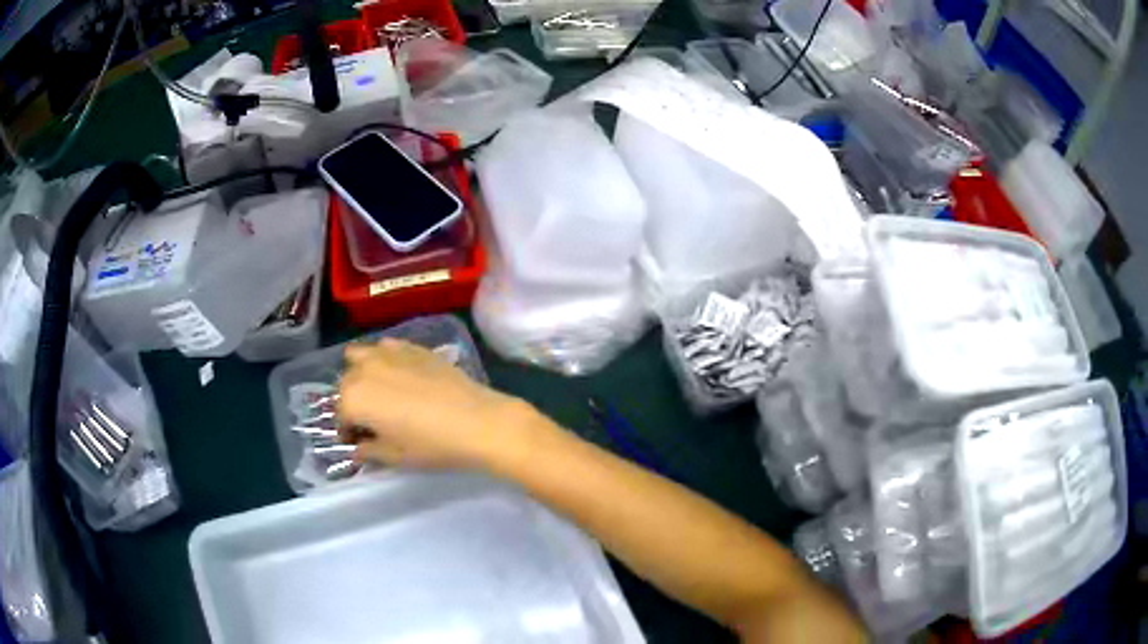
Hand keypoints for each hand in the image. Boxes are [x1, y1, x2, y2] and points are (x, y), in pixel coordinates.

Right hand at [337, 338, 527, 468]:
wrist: (477, 421)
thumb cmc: (432, 445)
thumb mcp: (395, 456)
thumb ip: (369, 450)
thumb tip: (359, 447)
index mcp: (353, 398)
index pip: (340, 415)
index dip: (348, 430)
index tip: (359, 441)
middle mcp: (364, 369)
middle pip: (347, 383)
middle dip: (353, 401)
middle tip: (371, 419)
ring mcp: (388, 353)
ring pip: (360, 356)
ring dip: (362, 372)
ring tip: (381, 391)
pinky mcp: (413, 346)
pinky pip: (386, 348)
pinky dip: (385, 359)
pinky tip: (402, 375)